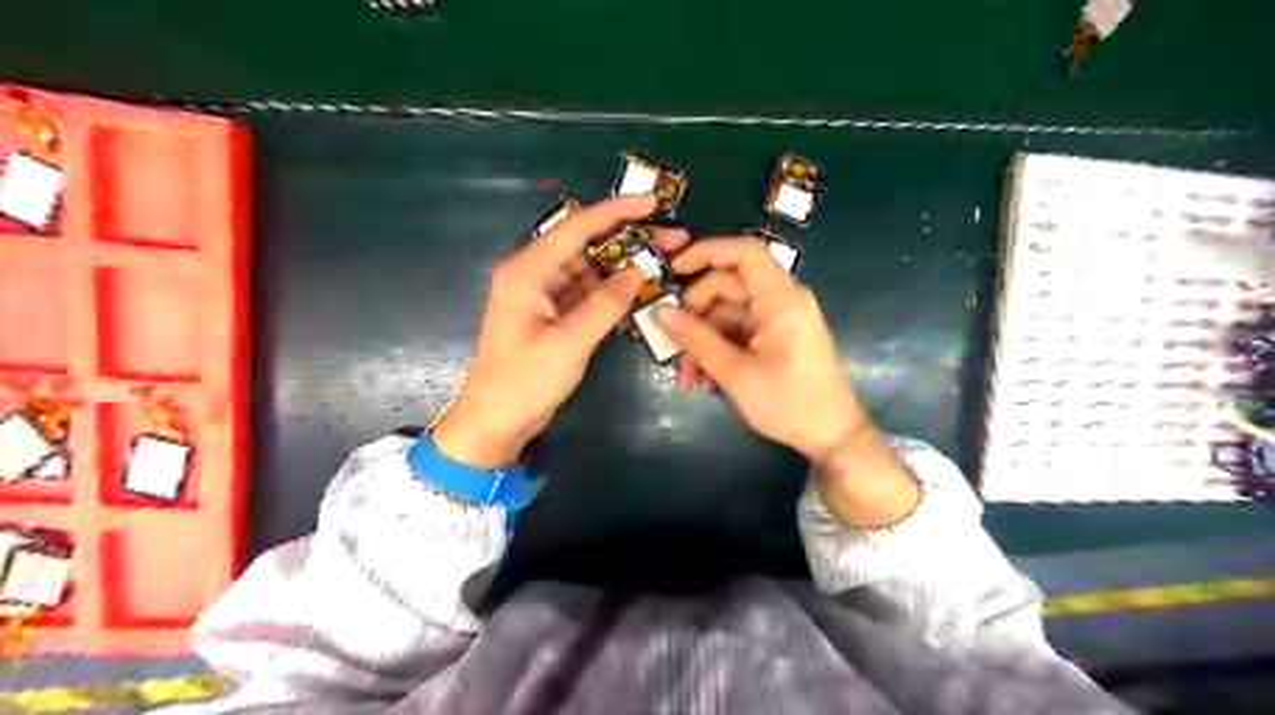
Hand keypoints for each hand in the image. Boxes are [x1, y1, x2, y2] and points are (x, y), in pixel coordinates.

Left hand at [434, 195, 687, 467]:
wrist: (496, 421)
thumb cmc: (524, 382)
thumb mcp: (568, 344)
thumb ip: (604, 306)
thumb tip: (635, 276)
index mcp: (527, 271)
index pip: (577, 228)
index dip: (616, 211)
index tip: (653, 203)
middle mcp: (534, 274)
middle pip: (586, 244)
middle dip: (629, 238)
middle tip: (672, 237)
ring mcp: (544, 294)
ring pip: (590, 268)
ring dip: (624, 264)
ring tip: (665, 259)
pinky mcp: (553, 314)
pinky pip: (588, 291)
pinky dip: (612, 289)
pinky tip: (641, 287)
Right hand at [656, 238, 916, 525]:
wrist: (832, 437)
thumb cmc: (789, 403)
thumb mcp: (735, 373)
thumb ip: (696, 339)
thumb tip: (659, 312)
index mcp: (781, 299)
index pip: (744, 252)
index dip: (706, 252)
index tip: (673, 270)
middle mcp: (781, 301)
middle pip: (728, 285)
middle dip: (695, 312)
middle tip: (672, 341)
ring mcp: (778, 320)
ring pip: (728, 313)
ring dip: (702, 339)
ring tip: (686, 375)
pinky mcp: (775, 339)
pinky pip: (738, 332)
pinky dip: (718, 349)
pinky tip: (702, 379)